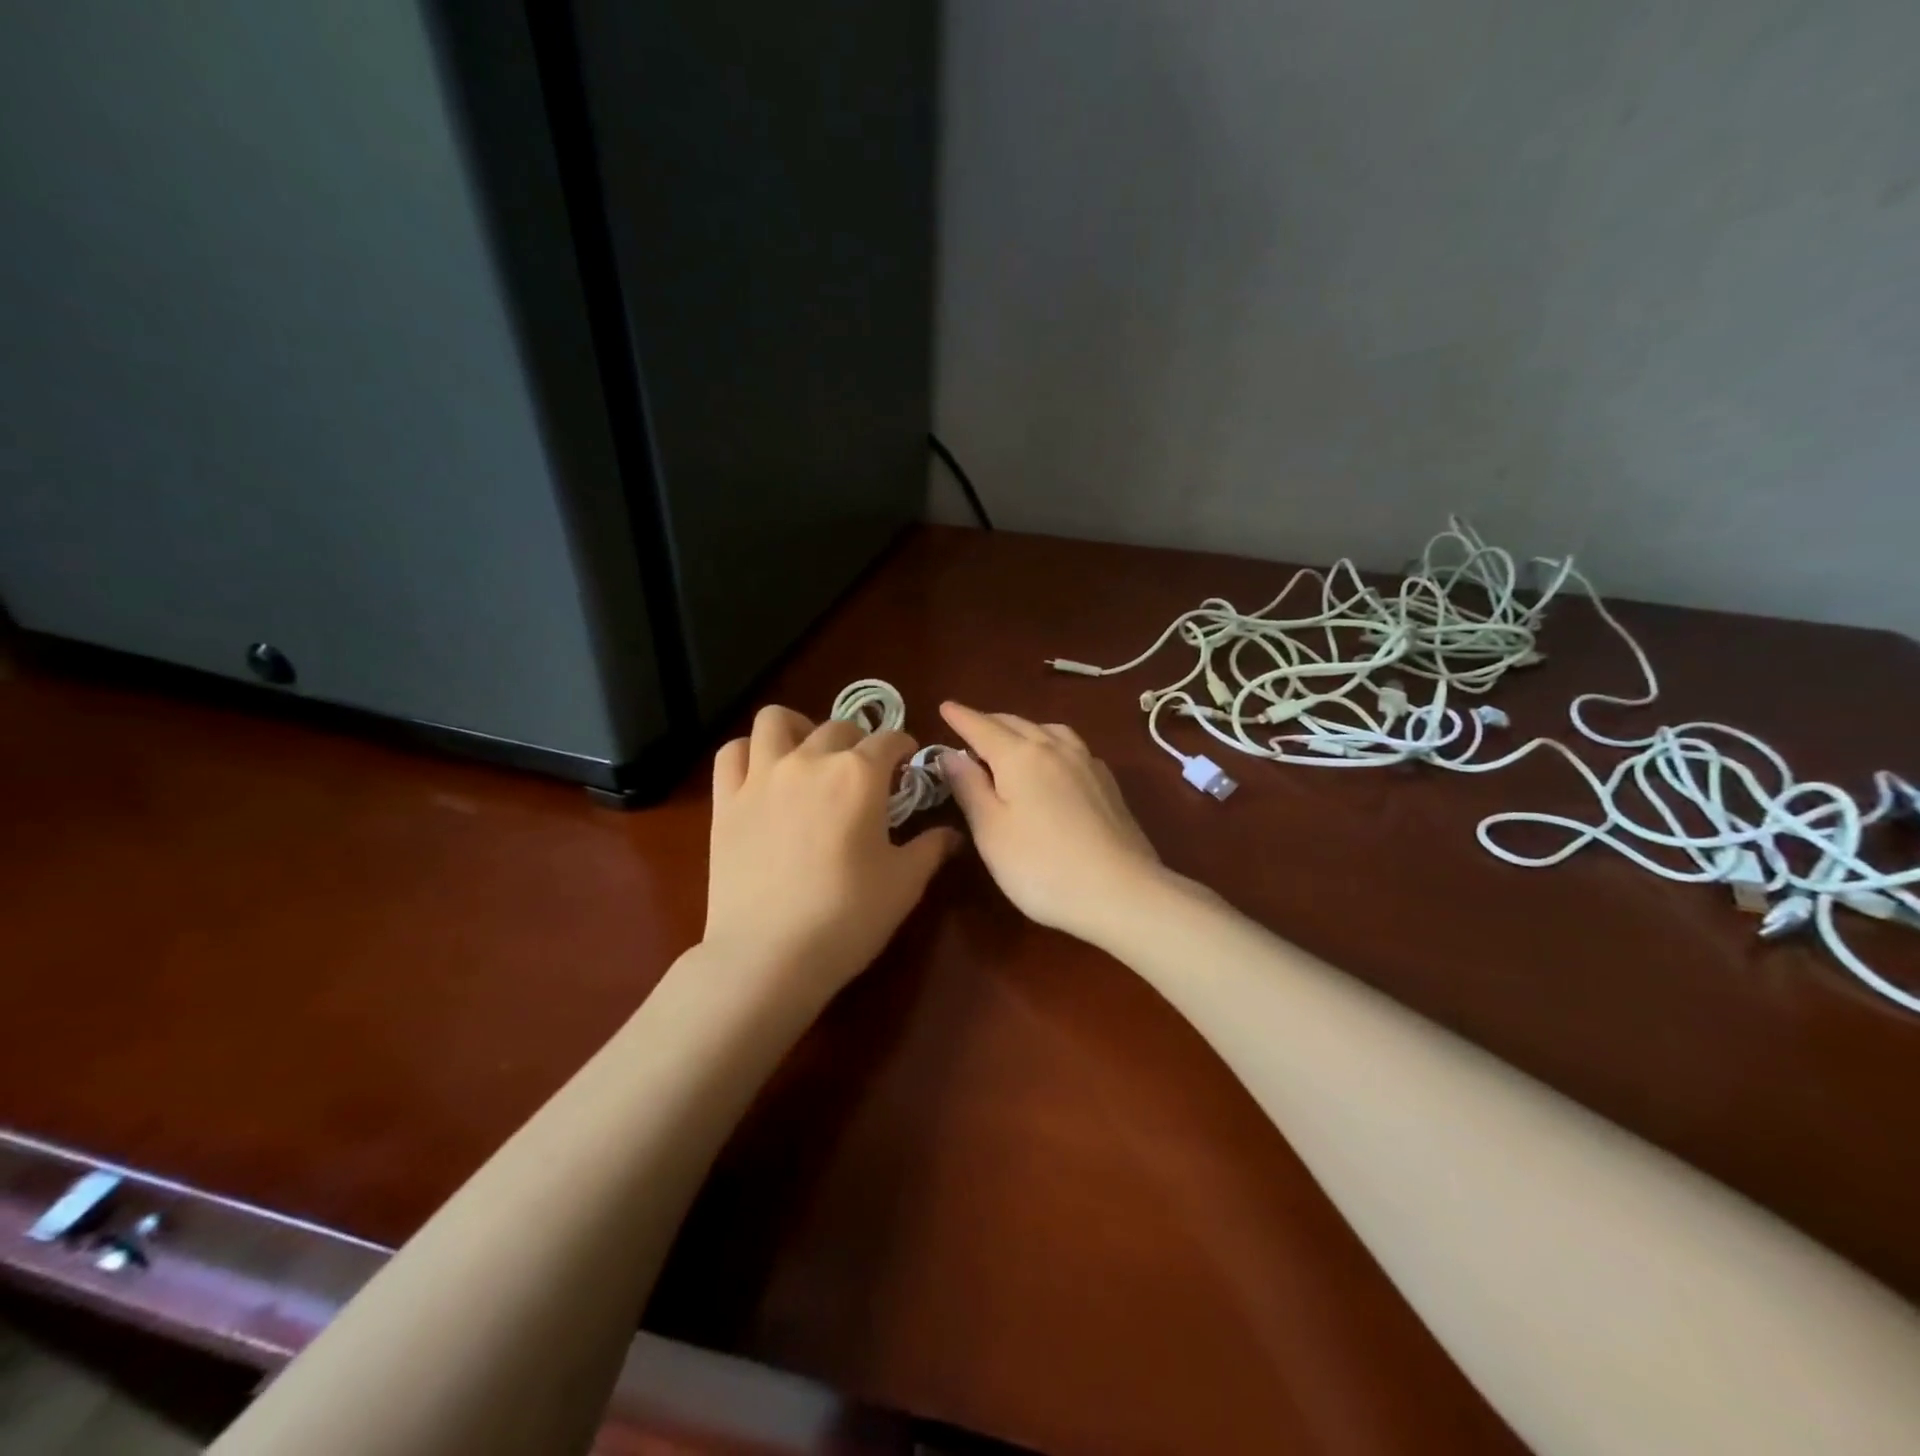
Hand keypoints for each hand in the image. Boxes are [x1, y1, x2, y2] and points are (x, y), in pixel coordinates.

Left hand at [705, 706, 960, 991]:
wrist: (769, 956)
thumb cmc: (847, 917)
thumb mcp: (904, 885)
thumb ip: (930, 848)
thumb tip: (952, 834)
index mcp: (859, 775)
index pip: (889, 740)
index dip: (903, 747)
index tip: (907, 763)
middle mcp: (810, 760)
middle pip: (838, 727)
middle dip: (859, 742)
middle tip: (864, 773)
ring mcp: (762, 776)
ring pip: (776, 720)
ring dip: (799, 728)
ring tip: (808, 753)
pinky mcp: (726, 800)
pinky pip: (732, 752)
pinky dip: (749, 752)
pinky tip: (762, 772)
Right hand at [937, 702, 1165, 940]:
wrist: (1121, 892)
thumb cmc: (1041, 866)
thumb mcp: (991, 831)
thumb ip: (969, 787)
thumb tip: (950, 753)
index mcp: (1020, 755)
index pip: (982, 727)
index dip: (961, 717)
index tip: (944, 706)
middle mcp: (1055, 748)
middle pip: (1016, 724)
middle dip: (989, 721)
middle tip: (969, 726)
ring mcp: (1087, 763)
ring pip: (1048, 730)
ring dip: (1023, 728)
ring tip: (1010, 739)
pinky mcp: (1107, 783)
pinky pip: (1071, 747)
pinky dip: (1050, 743)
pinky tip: (1052, 761)